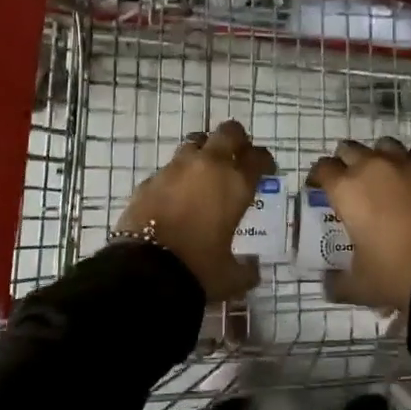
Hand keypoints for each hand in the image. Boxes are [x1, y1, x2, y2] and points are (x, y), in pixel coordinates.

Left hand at [116, 121, 274, 301]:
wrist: (145, 272)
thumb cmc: (199, 270)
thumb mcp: (230, 277)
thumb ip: (246, 270)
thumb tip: (253, 270)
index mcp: (235, 183)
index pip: (257, 157)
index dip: (264, 161)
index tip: (265, 170)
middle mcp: (208, 166)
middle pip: (228, 133)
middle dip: (236, 140)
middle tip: (237, 157)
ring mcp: (175, 169)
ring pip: (195, 142)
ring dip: (204, 151)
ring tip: (205, 171)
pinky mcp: (150, 179)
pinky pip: (169, 168)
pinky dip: (177, 176)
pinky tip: (176, 194)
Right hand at [308, 137, 410, 312]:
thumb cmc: (396, 275)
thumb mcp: (360, 286)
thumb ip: (337, 282)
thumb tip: (327, 284)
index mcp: (347, 189)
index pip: (323, 168)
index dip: (318, 177)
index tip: (319, 188)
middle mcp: (373, 166)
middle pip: (350, 149)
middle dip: (346, 163)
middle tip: (351, 184)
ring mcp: (408, 163)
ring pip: (385, 146)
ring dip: (379, 158)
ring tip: (385, 179)